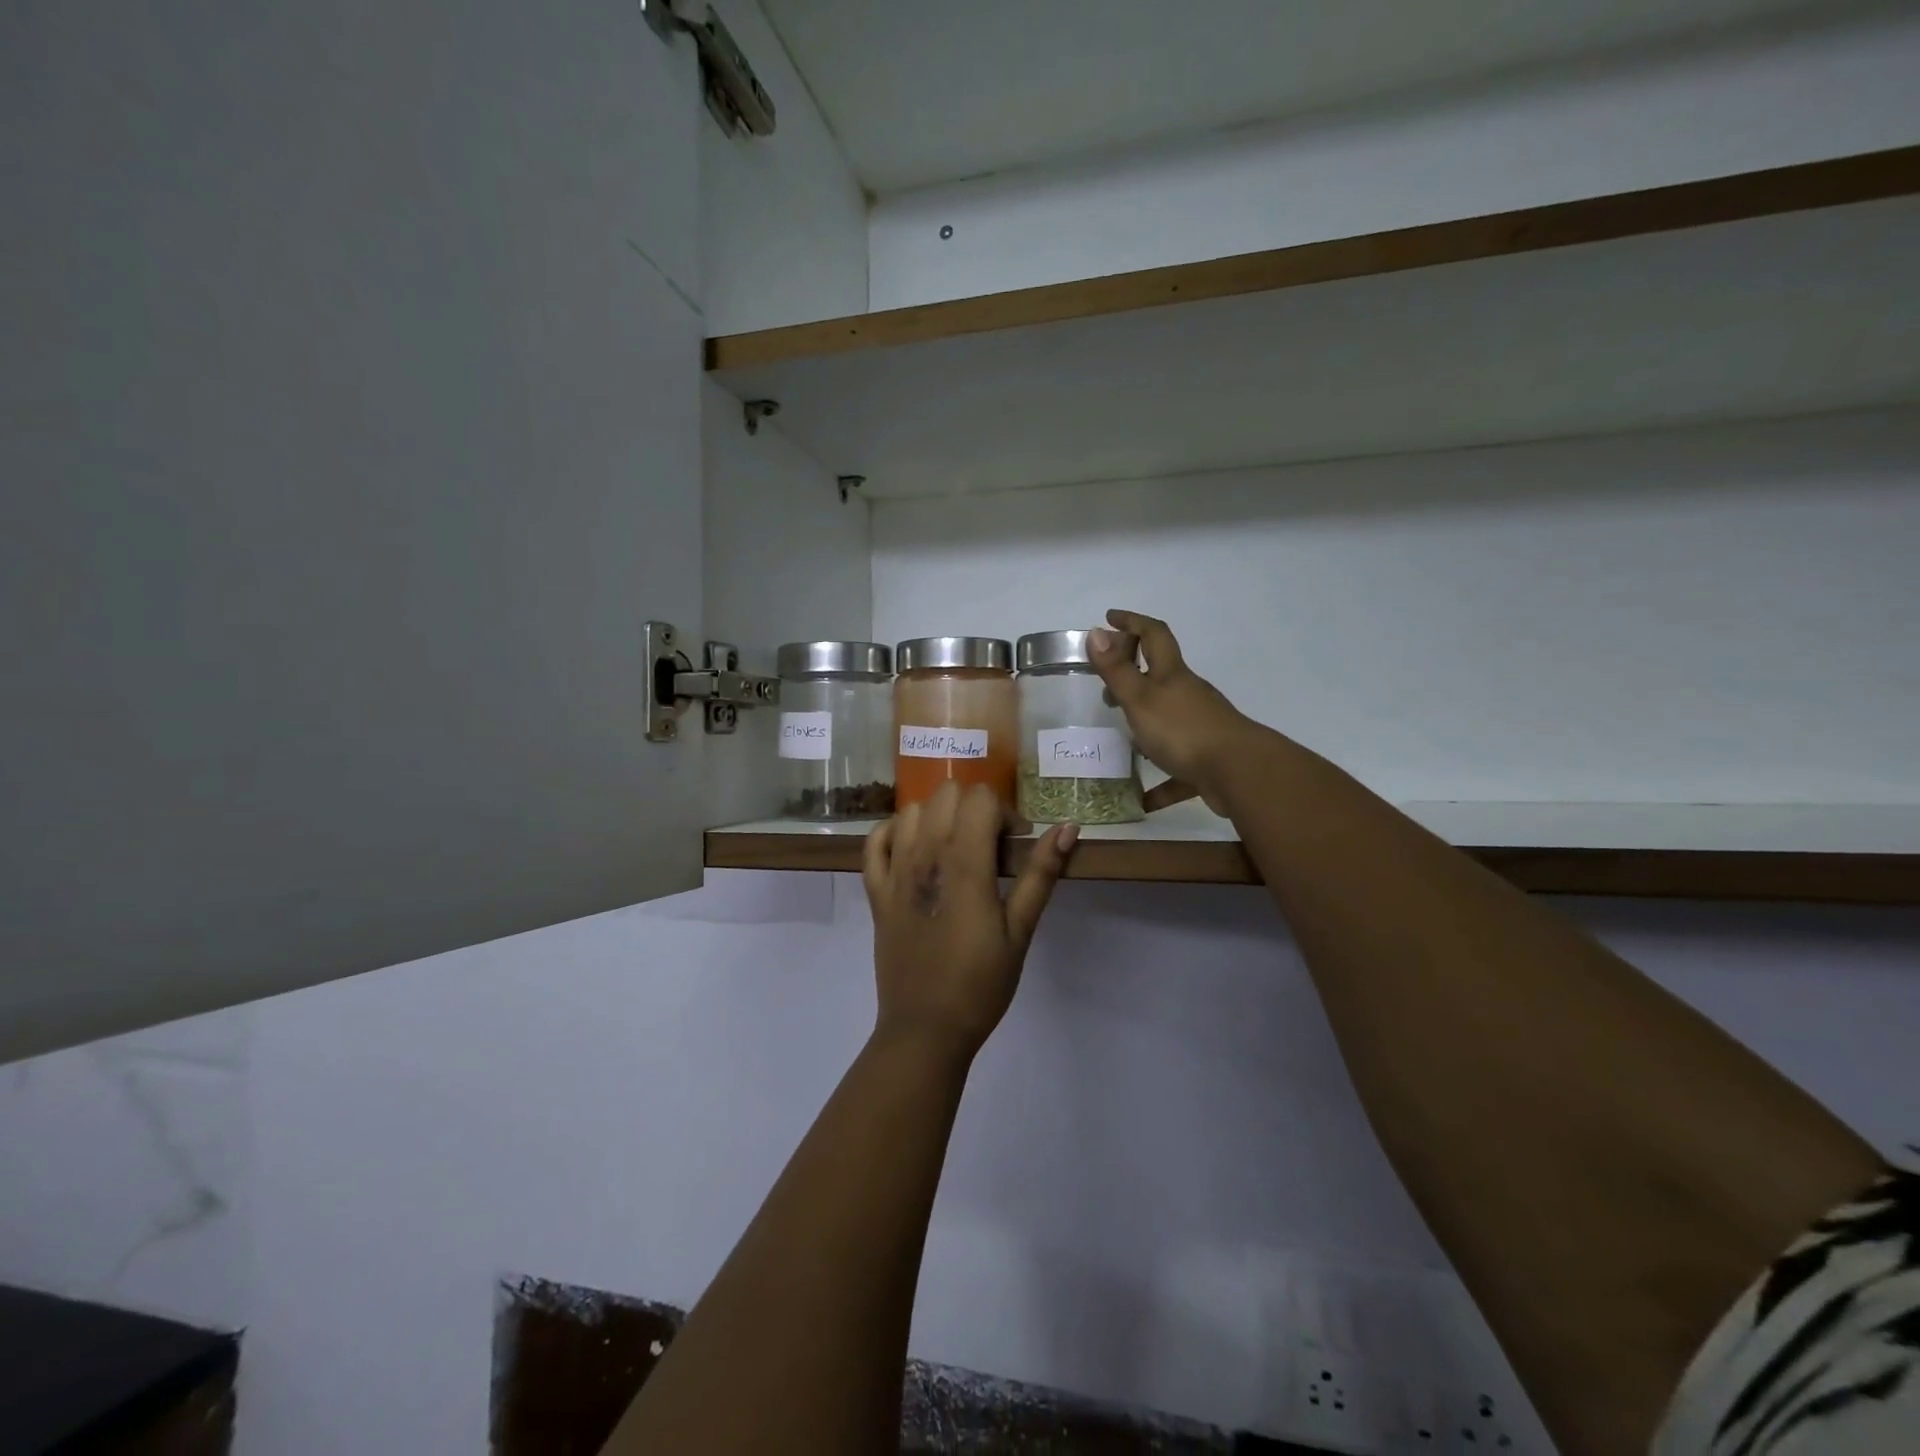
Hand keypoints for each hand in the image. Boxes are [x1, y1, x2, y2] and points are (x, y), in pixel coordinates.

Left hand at [862, 782, 1077, 1060]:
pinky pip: (875, 842)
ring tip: (954, 849)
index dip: (1003, 813)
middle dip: (973, 809)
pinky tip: (913, 850)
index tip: (1014, 846)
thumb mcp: (1020, 931)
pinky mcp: (876, 892)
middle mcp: (924, 857)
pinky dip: (894, 833)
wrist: (925, 1029)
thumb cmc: (981, 984)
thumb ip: (1040, 874)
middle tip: (989, 847)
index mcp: (964, 865)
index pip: (979, 799)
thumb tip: (1067, 827)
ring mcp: (894, 873)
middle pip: (945, 795)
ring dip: (937, 817)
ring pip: (911, 811)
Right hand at [1088, 610, 1259, 812]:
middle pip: (1160, 674)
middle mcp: (1187, 695)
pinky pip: (1176, 770)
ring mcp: (1199, 727)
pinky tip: (1141, 800)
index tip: (1109, 618)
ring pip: (1167, 719)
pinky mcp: (1205, 760)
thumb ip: (1117, 670)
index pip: (1153, 635)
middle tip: (1106, 685)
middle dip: (1134, 672)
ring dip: (1144, 723)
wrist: (1239, 773)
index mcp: (1171, 675)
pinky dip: (1160, 781)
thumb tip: (1097, 632)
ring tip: (1119, 734)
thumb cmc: (1183, 730)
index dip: (1132, 622)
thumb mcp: (1140, 698)